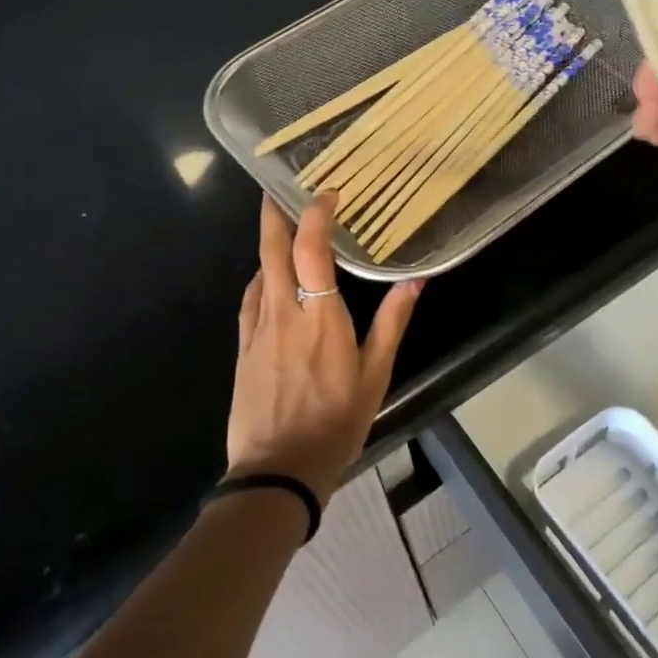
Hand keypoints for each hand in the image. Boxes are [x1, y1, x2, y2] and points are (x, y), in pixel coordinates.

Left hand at [227, 195, 422, 504]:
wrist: (278, 470)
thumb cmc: (336, 422)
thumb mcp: (376, 375)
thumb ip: (393, 322)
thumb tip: (415, 280)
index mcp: (321, 318)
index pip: (311, 250)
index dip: (316, 215)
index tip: (327, 193)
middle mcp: (284, 313)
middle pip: (272, 250)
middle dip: (275, 213)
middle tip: (281, 187)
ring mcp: (257, 329)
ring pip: (258, 271)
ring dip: (268, 242)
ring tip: (282, 225)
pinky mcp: (242, 347)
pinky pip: (250, 299)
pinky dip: (261, 276)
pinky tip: (269, 278)